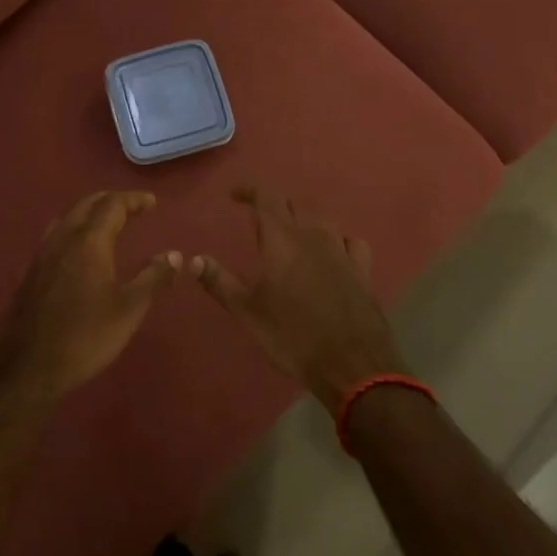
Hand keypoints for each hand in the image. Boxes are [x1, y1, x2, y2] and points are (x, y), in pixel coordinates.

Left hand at [0, 191, 181, 398]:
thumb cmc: (85, 336)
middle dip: (111, 201)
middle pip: (87, 205)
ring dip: (90, 212)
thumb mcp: (129, 309)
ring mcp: (43, 254)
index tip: (152, 202)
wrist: (28, 366)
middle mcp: (64, 239)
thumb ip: (153, 278)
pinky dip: (75, 229)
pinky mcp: (32, 272)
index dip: (134, 199)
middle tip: (132, 207)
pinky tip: (80, 250)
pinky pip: (57, 235)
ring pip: (68, 218)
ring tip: (108, 223)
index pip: (112, 205)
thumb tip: (175, 255)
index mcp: (89, 241)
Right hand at [190, 186, 407, 408]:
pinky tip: (334, 255)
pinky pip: (350, 243)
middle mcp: (314, 236)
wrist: (351, 364)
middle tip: (259, 224)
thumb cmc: (292, 336)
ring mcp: (342, 251)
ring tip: (293, 239)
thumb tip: (193, 259)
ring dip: (304, 225)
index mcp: (282, 239)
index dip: (250, 191)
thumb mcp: (248, 312)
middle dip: (275, 209)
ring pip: (322, 223)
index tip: (235, 195)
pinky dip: (337, 242)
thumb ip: (220, 282)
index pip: (267, 198)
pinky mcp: (363, 270)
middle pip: (294, 207)